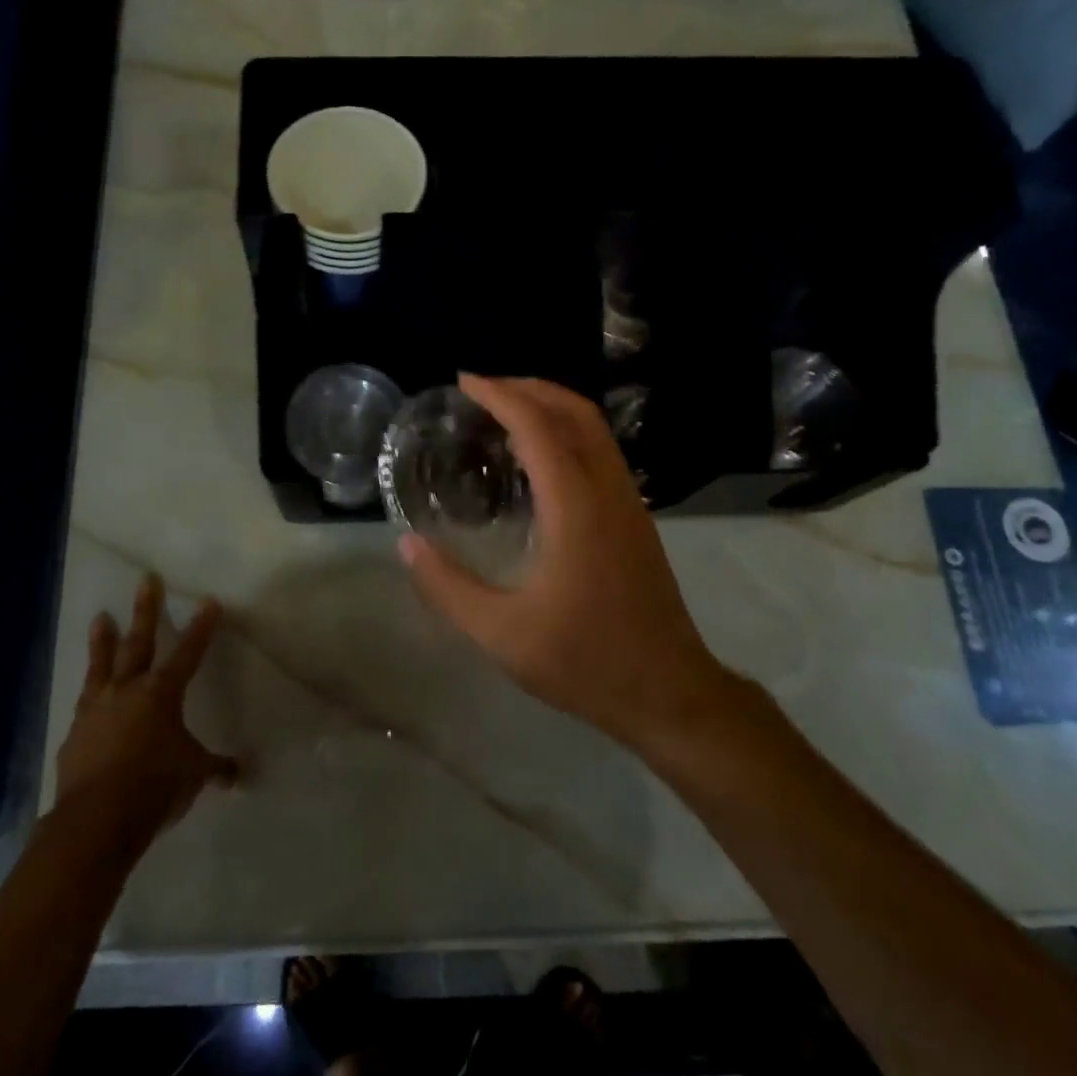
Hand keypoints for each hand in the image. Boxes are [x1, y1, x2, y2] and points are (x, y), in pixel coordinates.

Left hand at [53, 574, 237, 854]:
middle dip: (146, 610)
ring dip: (103, 640)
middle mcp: (128, 691)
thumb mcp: (194, 775)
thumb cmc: (155, 787)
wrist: (96, 819)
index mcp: (162, 694)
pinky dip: (90, 695)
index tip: (209, 601)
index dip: (201, 626)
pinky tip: (88, 697)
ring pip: (102, 665)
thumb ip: (215, 768)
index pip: (189, 652)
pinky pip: (85, 704)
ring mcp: (96, 709)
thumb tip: (240, 774)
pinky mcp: (75, 733)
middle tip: (146, 580)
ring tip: (101, 617)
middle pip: (139, 642)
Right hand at [398, 375, 750, 752]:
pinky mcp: (636, 521)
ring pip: (595, 430)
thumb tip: (407, 545)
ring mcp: (629, 504)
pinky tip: (539, 461)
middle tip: (482, 390)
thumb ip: (449, 588)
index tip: (464, 382)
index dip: (501, 395)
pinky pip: (602, 453)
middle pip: (576, 413)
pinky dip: (568, 434)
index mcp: (576, 508)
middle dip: (529, 388)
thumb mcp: (502, 634)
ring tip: (505, 414)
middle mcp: (608, 492)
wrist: (668, 693)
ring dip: (552, 407)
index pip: (538, 428)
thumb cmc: (585, 662)